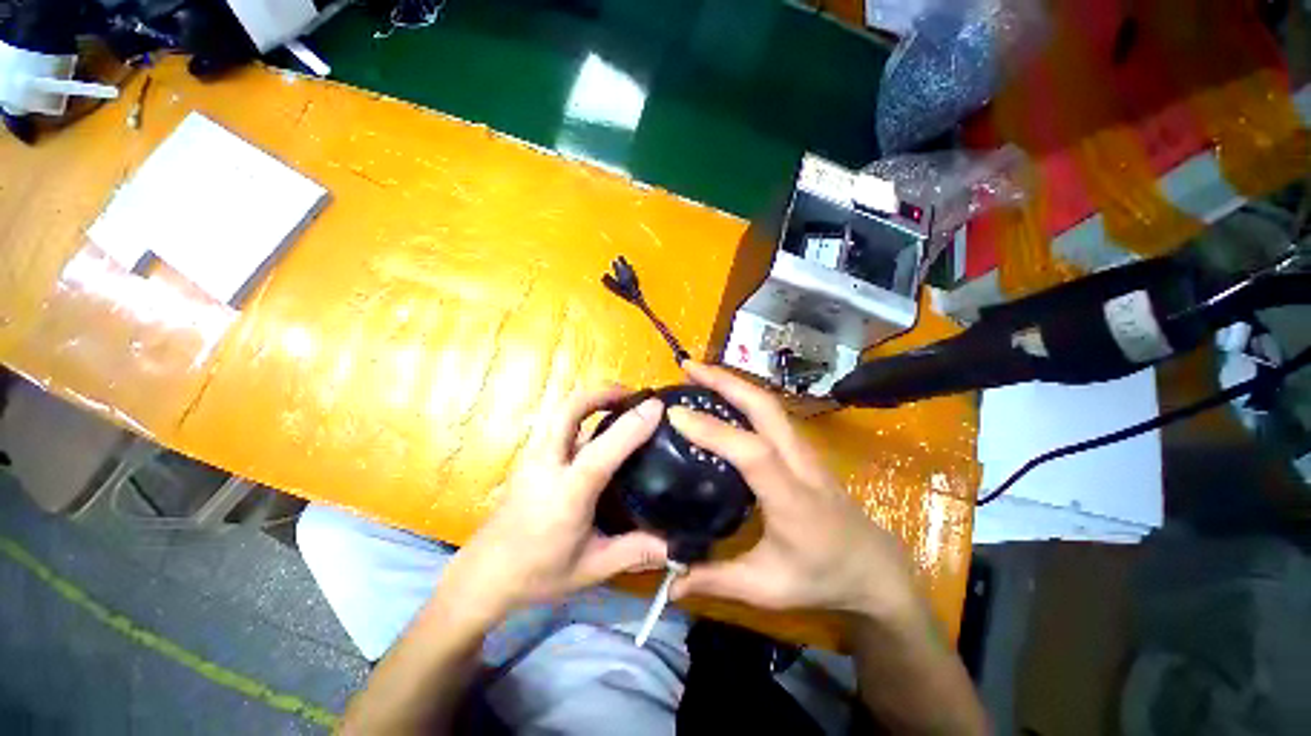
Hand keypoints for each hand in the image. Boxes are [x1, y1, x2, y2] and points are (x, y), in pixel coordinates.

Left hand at [437, 386, 668, 628]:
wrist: (484, 574)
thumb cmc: (538, 572)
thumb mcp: (592, 567)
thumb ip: (634, 551)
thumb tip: (676, 546)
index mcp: (567, 494)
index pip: (602, 451)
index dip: (631, 425)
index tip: (657, 407)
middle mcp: (548, 465)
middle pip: (569, 410)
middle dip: (602, 393)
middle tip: (633, 394)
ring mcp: (535, 457)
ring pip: (561, 412)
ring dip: (591, 400)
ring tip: (620, 404)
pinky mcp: (531, 458)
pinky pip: (558, 424)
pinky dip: (581, 414)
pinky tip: (598, 429)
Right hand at [668, 363, 918, 621]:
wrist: (874, 567)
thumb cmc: (823, 576)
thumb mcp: (767, 588)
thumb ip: (716, 580)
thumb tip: (670, 582)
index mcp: (791, 497)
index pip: (751, 451)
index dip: (712, 429)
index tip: (675, 414)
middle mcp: (799, 461)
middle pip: (765, 407)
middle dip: (724, 381)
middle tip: (687, 368)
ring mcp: (804, 449)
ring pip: (768, 403)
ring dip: (733, 383)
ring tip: (698, 375)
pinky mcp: (801, 447)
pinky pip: (770, 412)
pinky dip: (743, 395)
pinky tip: (723, 397)